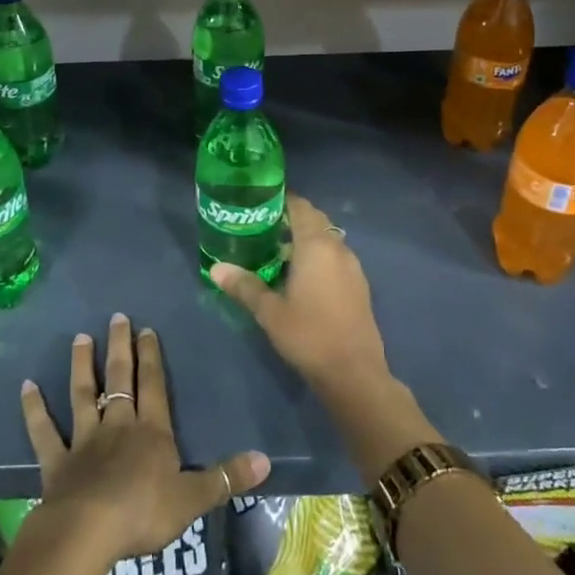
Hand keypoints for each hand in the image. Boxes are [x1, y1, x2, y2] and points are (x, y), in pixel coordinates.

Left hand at [20, 314, 268, 565]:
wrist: (89, 532)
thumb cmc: (144, 513)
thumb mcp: (194, 499)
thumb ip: (226, 477)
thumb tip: (266, 459)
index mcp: (151, 432)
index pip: (153, 385)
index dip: (151, 356)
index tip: (146, 328)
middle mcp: (117, 426)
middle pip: (119, 379)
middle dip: (119, 347)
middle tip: (115, 317)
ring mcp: (84, 440)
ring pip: (82, 394)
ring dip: (81, 366)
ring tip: (79, 338)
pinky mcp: (57, 461)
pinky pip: (44, 431)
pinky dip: (34, 409)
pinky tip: (26, 387)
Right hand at [210, 195, 391, 399]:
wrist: (354, 374)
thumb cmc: (309, 335)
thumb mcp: (270, 312)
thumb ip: (244, 286)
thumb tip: (215, 268)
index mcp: (316, 246)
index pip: (300, 207)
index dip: (282, 200)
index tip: (259, 202)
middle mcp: (338, 248)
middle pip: (315, 220)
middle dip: (291, 218)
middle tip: (262, 226)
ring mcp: (352, 267)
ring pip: (327, 239)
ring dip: (306, 238)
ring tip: (277, 250)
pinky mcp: (359, 286)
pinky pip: (335, 257)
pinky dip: (318, 256)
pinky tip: (301, 276)